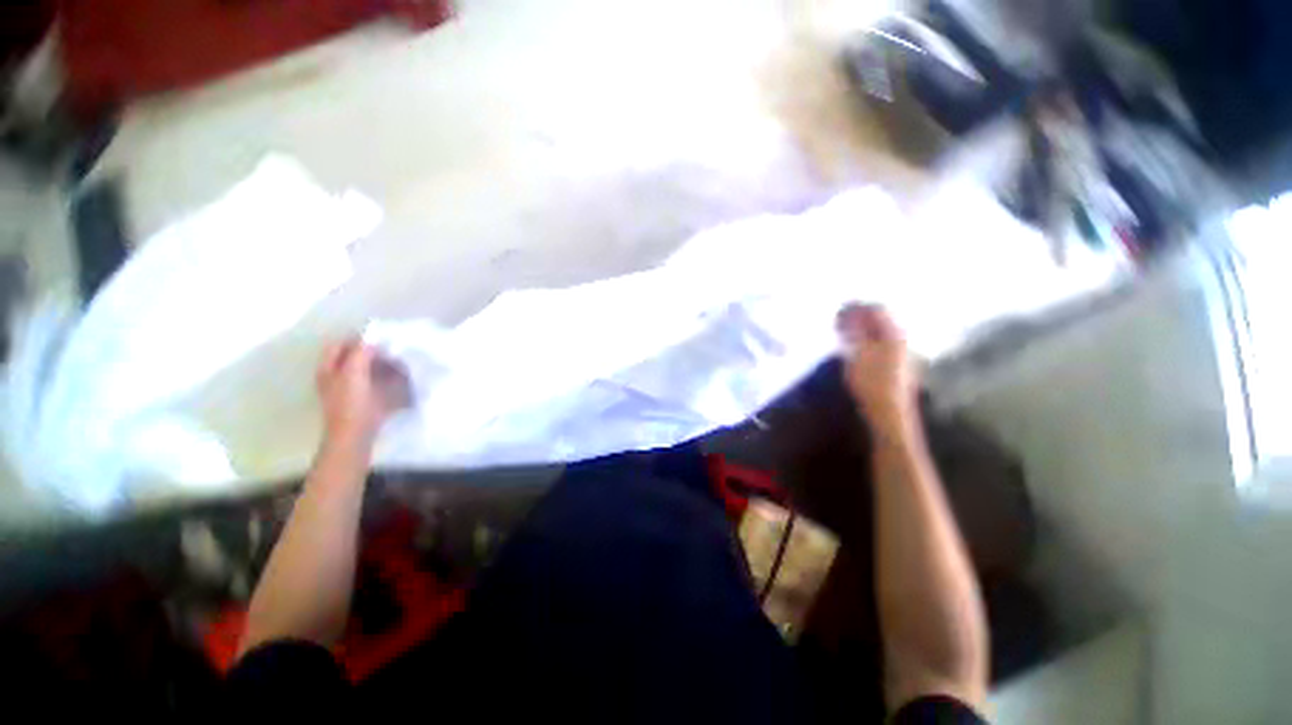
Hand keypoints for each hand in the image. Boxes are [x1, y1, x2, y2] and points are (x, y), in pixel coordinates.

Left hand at [316, 339, 409, 449]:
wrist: (355, 436)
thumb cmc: (352, 403)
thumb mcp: (353, 373)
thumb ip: (361, 353)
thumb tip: (372, 340)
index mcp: (329, 369)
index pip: (341, 345)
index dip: (358, 340)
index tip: (381, 340)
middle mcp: (336, 377)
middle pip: (355, 357)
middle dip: (374, 353)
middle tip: (393, 351)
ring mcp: (350, 390)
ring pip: (367, 370)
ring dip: (383, 366)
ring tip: (401, 364)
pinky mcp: (364, 401)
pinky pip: (377, 383)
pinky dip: (388, 379)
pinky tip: (401, 380)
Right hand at [836, 304, 918, 437]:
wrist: (889, 412)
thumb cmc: (872, 381)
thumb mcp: (857, 352)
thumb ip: (852, 330)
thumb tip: (847, 310)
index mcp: (893, 333)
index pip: (877, 309)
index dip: (857, 307)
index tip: (838, 310)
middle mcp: (900, 339)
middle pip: (880, 320)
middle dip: (858, 317)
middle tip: (837, 321)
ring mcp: (900, 353)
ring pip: (879, 333)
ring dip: (860, 330)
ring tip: (841, 334)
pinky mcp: (895, 366)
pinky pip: (878, 344)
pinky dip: (864, 341)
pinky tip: (853, 350)